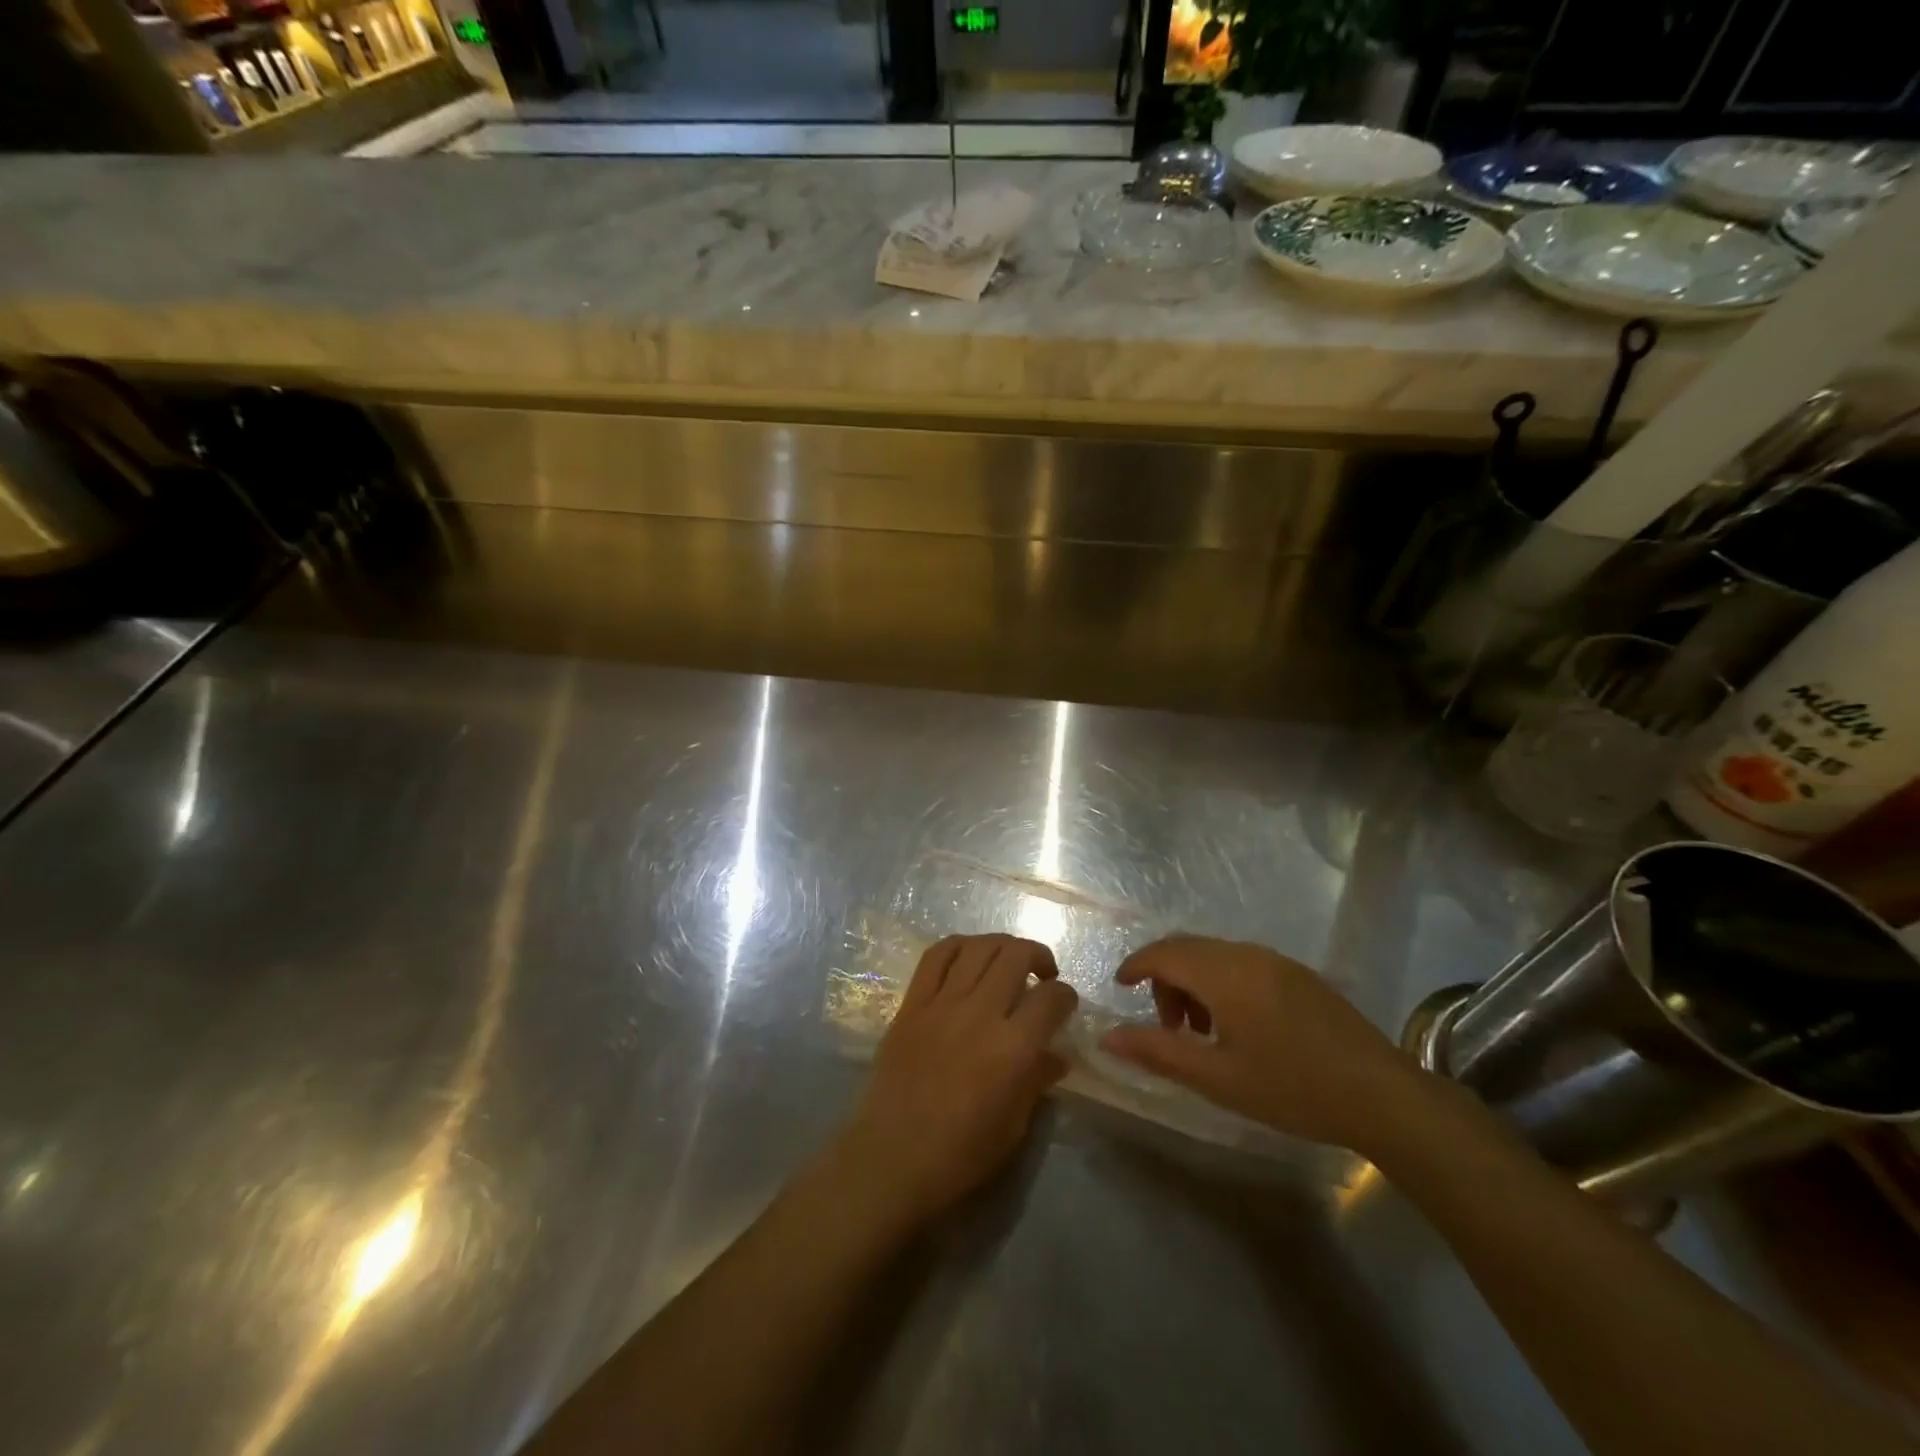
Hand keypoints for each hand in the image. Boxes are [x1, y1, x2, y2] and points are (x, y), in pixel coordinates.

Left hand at [837, 934, 1077, 1227]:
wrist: (890, 1158)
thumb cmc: (958, 1156)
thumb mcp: (1012, 1127)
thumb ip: (1036, 1081)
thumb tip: (1057, 1055)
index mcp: (1012, 1049)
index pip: (1051, 999)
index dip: (1067, 996)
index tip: (1066, 1004)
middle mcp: (979, 1014)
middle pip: (1016, 956)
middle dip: (1038, 957)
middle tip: (1043, 975)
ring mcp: (941, 1004)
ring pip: (978, 947)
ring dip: (1002, 946)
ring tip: (1009, 961)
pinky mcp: (912, 1004)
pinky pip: (936, 956)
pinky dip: (959, 945)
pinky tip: (970, 956)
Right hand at [1100, 936, 1428, 1155]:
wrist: (1383, 1096)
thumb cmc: (1292, 1088)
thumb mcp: (1217, 1077)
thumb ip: (1158, 1051)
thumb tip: (1107, 1037)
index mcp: (1224, 973)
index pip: (1163, 953)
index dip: (1135, 966)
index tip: (1120, 988)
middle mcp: (1247, 954)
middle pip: (1187, 949)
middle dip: (1165, 979)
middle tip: (1167, 1028)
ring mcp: (1277, 961)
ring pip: (1215, 955)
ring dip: (1194, 984)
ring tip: (1202, 1034)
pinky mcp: (1299, 974)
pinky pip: (1242, 963)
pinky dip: (1221, 983)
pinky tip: (1238, 1028)